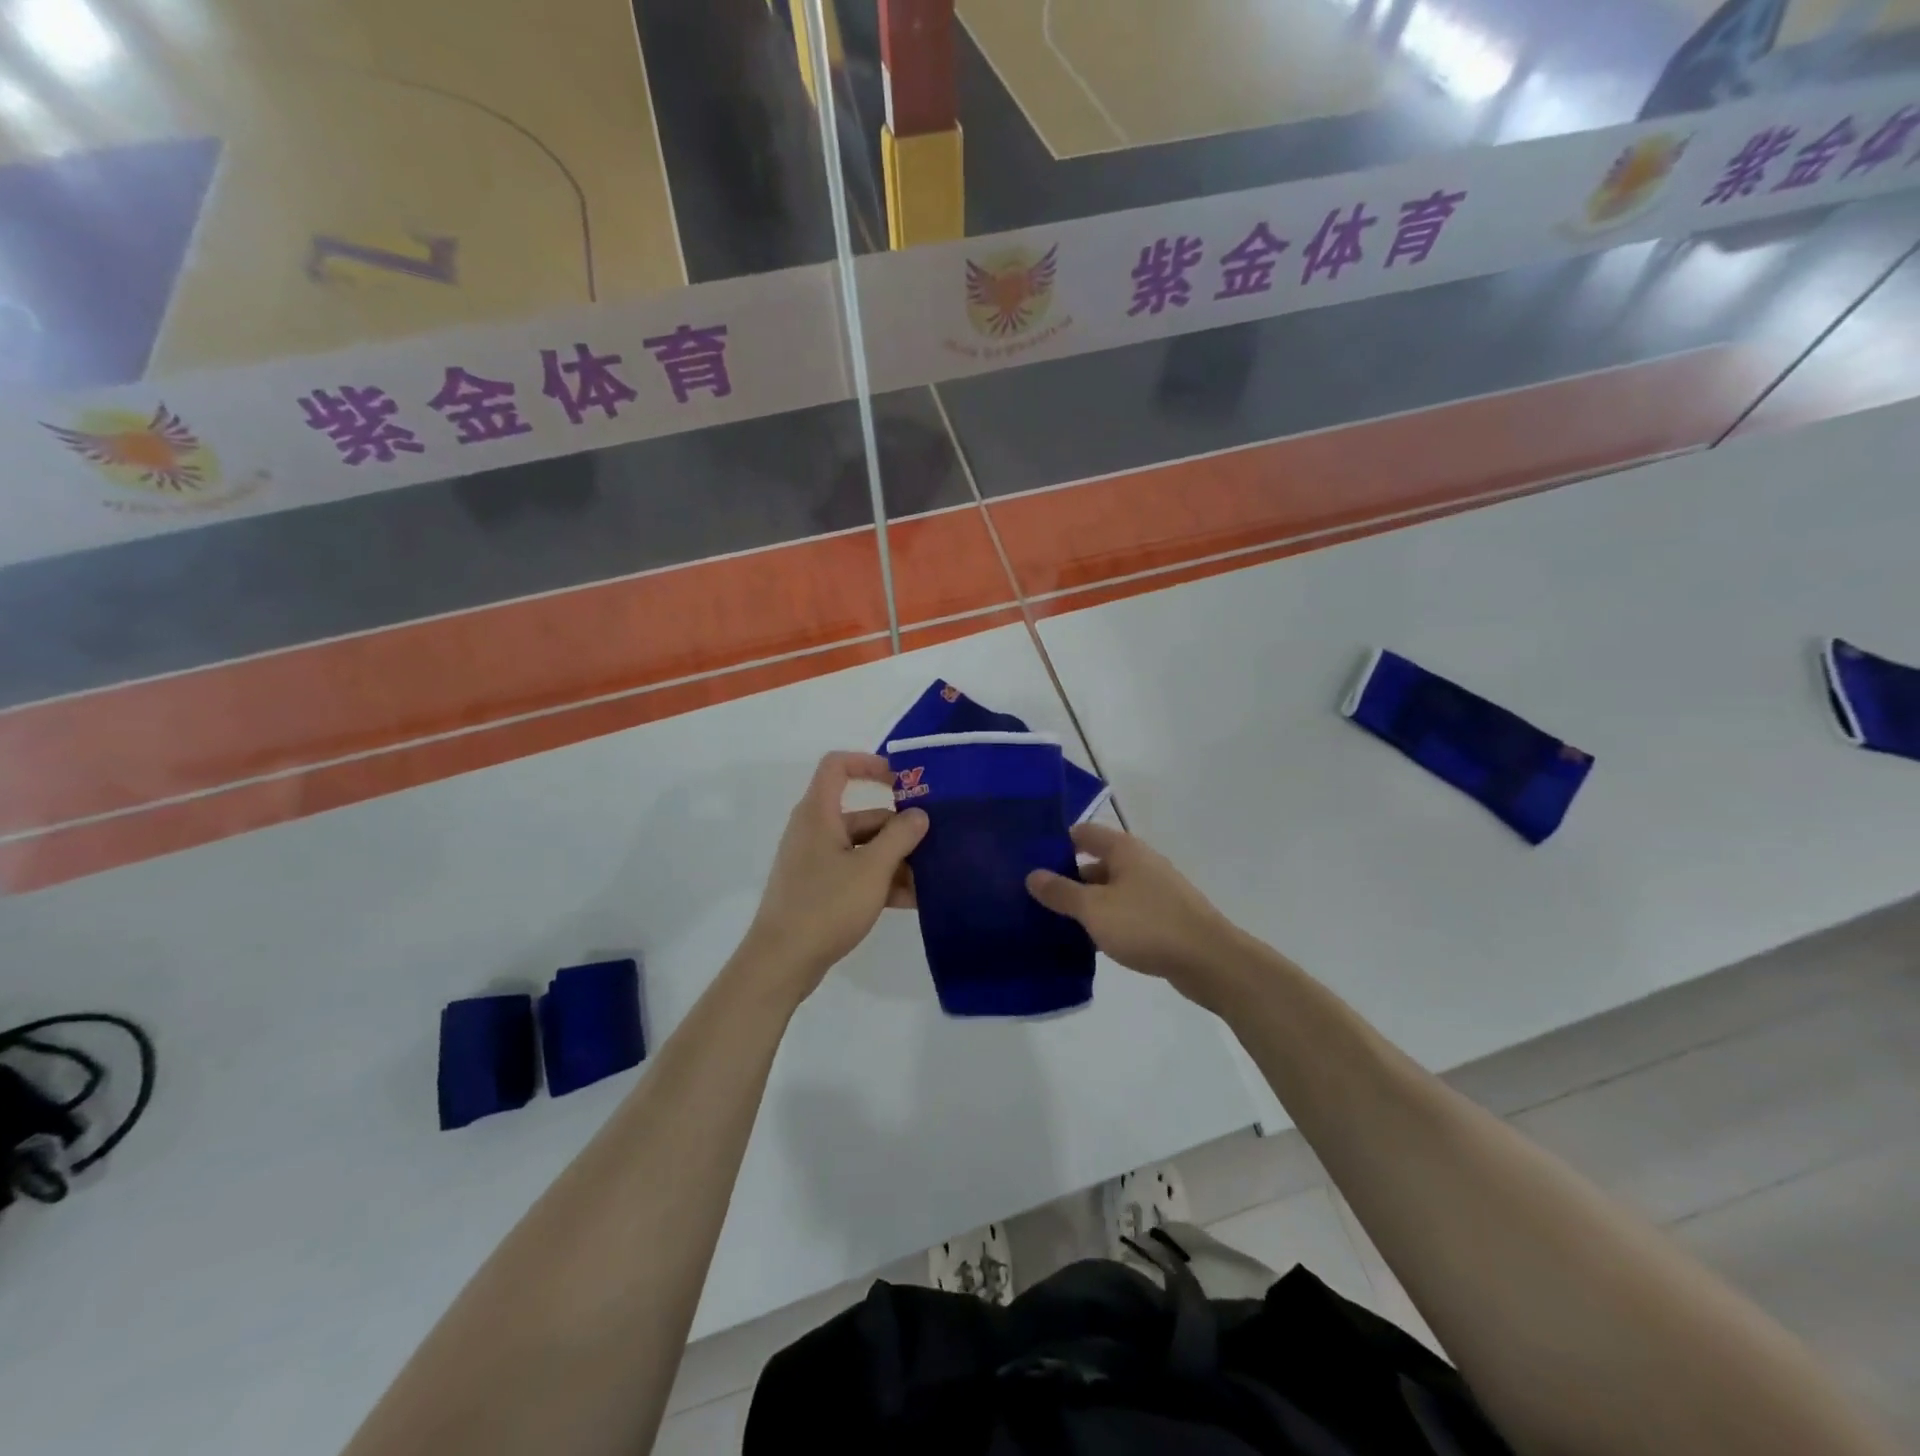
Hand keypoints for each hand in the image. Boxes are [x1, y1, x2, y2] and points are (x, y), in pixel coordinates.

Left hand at [742, 752, 927, 1000]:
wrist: (781, 962)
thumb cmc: (825, 905)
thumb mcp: (872, 869)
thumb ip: (900, 837)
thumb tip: (919, 815)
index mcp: (818, 814)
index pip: (837, 766)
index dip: (869, 764)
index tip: (902, 781)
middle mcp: (815, 831)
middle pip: (862, 815)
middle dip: (898, 829)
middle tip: (934, 845)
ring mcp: (816, 862)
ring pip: (862, 848)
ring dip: (895, 860)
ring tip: (930, 880)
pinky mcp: (819, 889)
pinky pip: (856, 873)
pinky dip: (880, 881)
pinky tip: (911, 901)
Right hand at [1026, 823, 1245, 1008]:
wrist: (1210, 961)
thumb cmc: (1148, 925)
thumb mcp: (1095, 909)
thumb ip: (1062, 892)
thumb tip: (1032, 874)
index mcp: (1124, 850)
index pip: (1084, 833)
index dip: (1057, 842)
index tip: (1029, 859)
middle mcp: (1140, 863)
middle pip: (1095, 862)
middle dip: (1067, 878)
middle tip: (1034, 896)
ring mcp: (1154, 890)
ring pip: (1109, 890)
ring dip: (1086, 903)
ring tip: (1053, 922)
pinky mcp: (1163, 917)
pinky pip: (1124, 912)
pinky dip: (1106, 921)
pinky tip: (1088, 942)